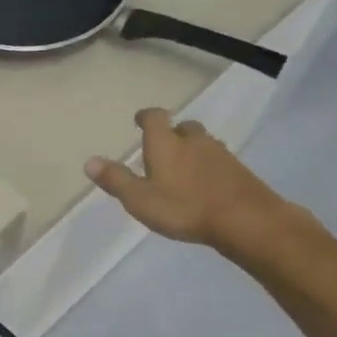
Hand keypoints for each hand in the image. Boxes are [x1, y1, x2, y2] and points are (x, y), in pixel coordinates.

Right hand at [85, 108, 300, 258]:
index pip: (155, 117)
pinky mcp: (239, 171)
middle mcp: (193, 141)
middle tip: (162, 147)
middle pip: (183, 127)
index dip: (146, 116)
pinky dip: (208, 166)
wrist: (246, 220)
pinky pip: (218, 160)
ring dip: (192, 149)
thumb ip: (116, 180)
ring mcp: (220, 154)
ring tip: (182, 166)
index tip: (139, 120)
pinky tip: (205, 183)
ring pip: (203, 142)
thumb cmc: (184, 208)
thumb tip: (89, 161)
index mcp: (166, 143)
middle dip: (172, 133)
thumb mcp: (140, 199)